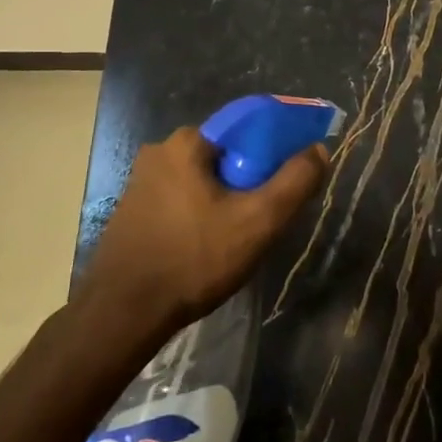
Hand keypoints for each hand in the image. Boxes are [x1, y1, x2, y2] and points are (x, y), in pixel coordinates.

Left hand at [82, 126, 328, 338]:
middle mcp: (160, 151)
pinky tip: (209, 245)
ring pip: (203, 178)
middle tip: (267, 214)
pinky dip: (202, 212)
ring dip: (226, 197)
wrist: (123, 314)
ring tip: (241, 235)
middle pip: (226, 153)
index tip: (291, 178)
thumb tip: (319, 149)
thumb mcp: (258, 221)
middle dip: (251, 178)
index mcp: (187, 142)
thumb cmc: (194, 259)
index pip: (247, 127)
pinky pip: (182, 198)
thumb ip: (295, 181)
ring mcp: (141, 182)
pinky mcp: (132, 210)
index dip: (277, 148)